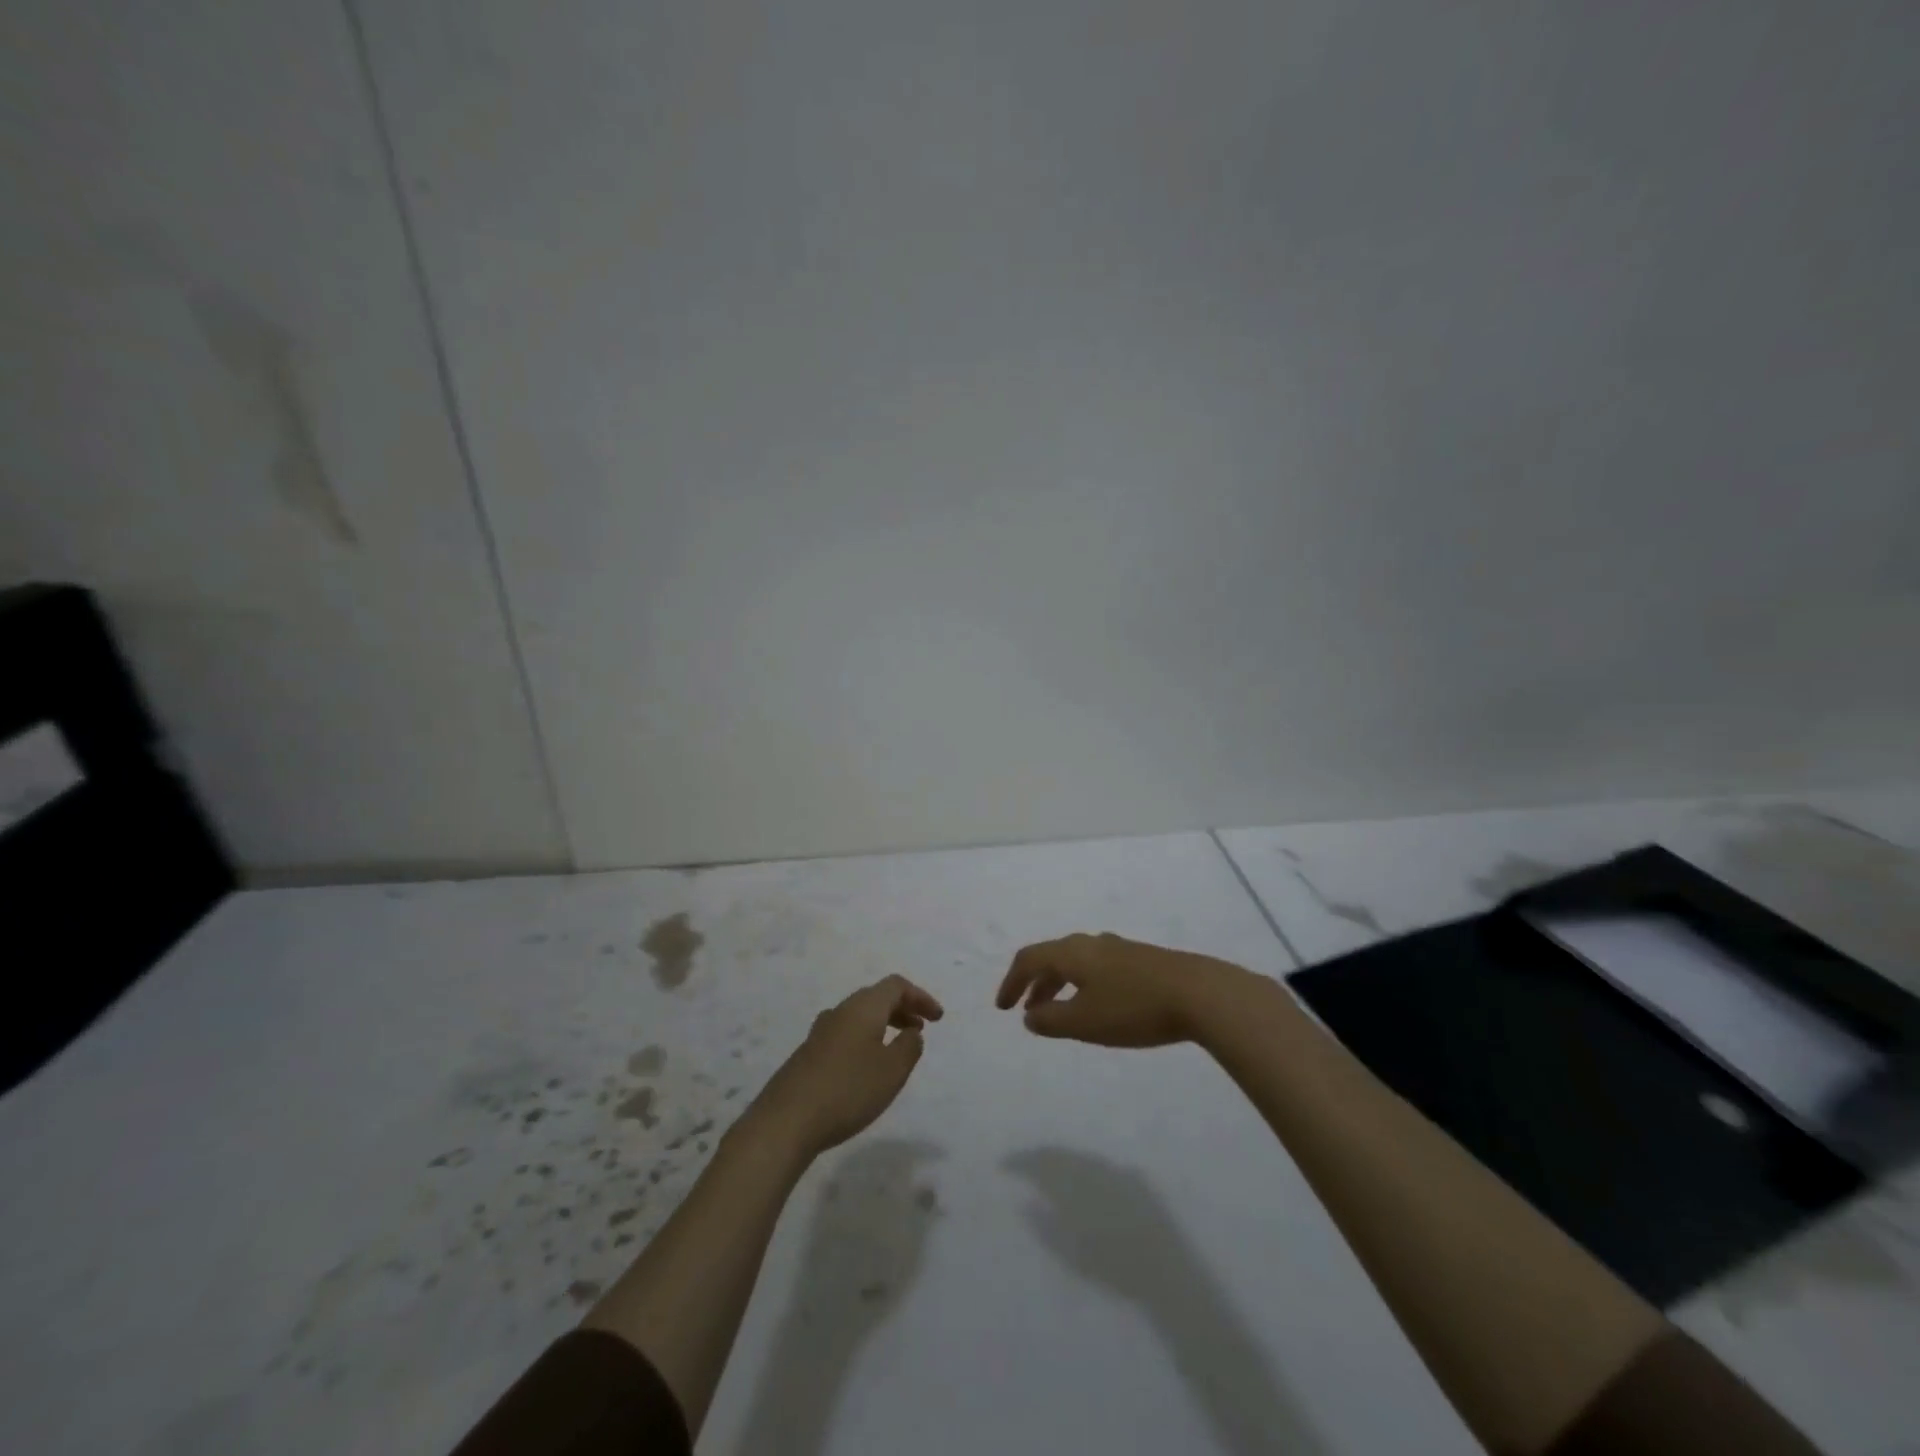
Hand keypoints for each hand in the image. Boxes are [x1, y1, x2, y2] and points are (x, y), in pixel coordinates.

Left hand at [744, 975, 943, 1157]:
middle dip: (902, 1008)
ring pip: (859, 1015)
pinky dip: (865, 1038)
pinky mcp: (808, 1053)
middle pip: (876, 997)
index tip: (937, 1017)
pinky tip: (866, 1065)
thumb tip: (912, 1032)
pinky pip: (845, 1033)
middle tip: (921, 1028)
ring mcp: (820, 1031)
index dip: (920, 997)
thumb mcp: (892, 1071)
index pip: (896, 986)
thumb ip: (909, 1047)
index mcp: (863, 1007)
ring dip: (883, 1024)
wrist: (786, 1121)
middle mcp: (841, 1011)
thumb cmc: (848, 1090)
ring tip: (897, 1047)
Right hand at [995, 933, 1251, 1046]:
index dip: (1011, 982)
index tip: (1003, 1008)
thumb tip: (1029, 1015)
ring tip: (1059, 1011)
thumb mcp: (1085, 1022)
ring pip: (1077, 962)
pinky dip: (1083, 985)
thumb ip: (1051, 1020)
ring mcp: (1119, 949)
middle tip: (1027, 1011)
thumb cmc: (1134, 1008)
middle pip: (1052, 957)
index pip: (1029, 959)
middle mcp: (1091, 944)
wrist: (1199, 993)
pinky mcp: (1141, 960)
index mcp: (1072, 953)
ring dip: (1060, 984)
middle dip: (1035, 983)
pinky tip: (1097, 1005)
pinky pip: (1098, 968)